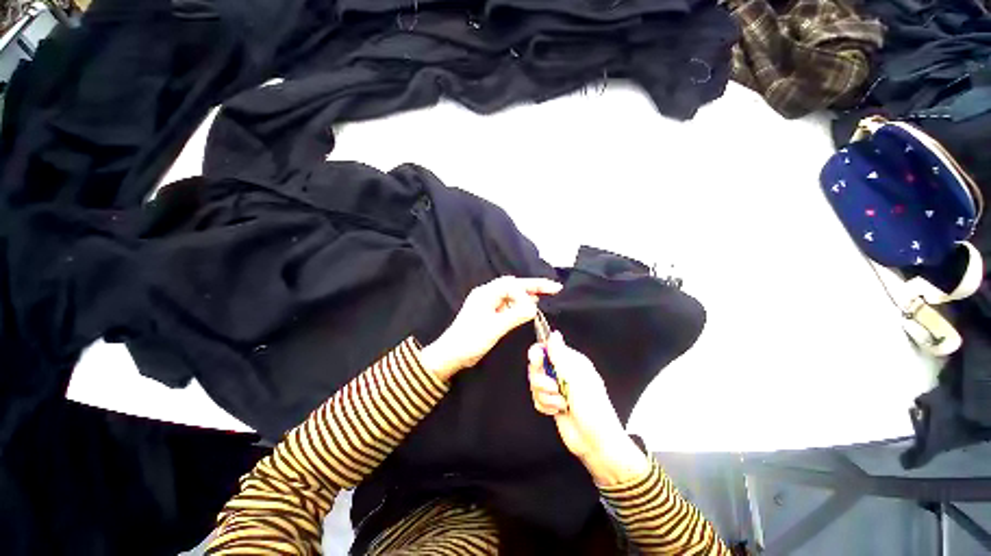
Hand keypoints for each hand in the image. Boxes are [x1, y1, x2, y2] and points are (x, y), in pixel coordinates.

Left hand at [420, 276, 561, 380]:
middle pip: (514, 286)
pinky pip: (507, 304)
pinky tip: (529, 307)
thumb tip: (534, 306)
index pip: (513, 284)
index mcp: (486, 293)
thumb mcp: (495, 327)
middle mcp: (487, 294)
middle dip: (533, 286)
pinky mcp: (488, 313)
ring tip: (546, 294)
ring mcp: (487, 303)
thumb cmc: (470, 340)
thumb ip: (515, 315)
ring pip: (512, 294)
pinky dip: (520, 304)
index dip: (530, 288)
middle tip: (553, 288)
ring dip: (527, 294)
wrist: (450, 354)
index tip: (543, 298)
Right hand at [528, 332, 649, 486]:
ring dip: (545, 395)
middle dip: (541, 379)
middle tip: (554, 387)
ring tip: (560, 403)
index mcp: (571, 362)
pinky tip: (557, 411)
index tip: (537, 360)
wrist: (595, 442)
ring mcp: (556, 388)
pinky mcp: (551, 402)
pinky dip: (545, 405)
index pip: (547, 348)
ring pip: (535, 383)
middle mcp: (562, 372)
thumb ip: (560, 356)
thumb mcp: (576, 378)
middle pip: (536, 365)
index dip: (538, 353)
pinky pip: (536, 398)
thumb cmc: (592, 409)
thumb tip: (554, 334)